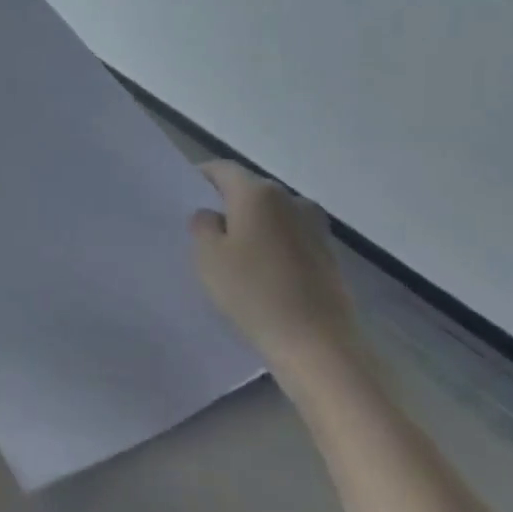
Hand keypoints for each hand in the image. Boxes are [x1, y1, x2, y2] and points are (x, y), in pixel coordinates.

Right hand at [191, 160, 366, 391]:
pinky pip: (289, 236)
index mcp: (258, 193)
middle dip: (227, 203)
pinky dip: (272, 244)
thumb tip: (212, 215)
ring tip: (233, 253)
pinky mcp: (327, 253)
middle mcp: (291, 199)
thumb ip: (202, 225)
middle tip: (204, 228)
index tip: (185, 193)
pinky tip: (260, 271)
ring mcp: (314, 226)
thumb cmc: (252, 292)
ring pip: (271, 214)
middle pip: (250, 190)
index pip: (223, 169)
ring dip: (252, 225)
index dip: (201, 177)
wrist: (316, 342)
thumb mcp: (207, 257)